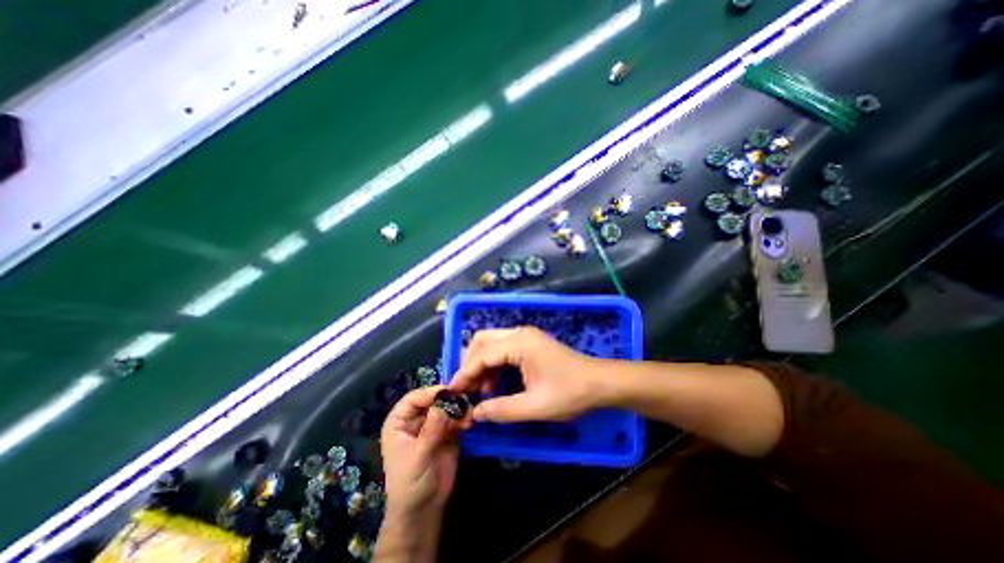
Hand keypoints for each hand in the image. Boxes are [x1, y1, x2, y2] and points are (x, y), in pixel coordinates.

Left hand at [380, 385, 469, 515]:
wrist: (425, 509)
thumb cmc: (410, 483)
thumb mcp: (418, 456)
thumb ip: (431, 429)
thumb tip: (443, 403)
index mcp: (400, 421)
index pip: (413, 398)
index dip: (429, 393)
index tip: (447, 391)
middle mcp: (417, 418)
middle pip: (433, 399)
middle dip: (448, 398)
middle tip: (463, 399)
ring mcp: (434, 423)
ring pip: (447, 406)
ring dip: (458, 407)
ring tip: (468, 413)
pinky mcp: (448, 431)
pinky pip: (457, 417)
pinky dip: (464, 417)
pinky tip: (469, 422)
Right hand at [448, 327, 606, 422]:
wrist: (600, 383)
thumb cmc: (570, 393)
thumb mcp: (535, 406)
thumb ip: (502, 410)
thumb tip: (474, 413)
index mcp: (520, 343)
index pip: (482, 354)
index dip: (464, 373)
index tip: (452, 392)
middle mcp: (519, 333)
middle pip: (482, 340)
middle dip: (469, 363)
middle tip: (465, 388)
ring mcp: (525, 336)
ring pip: (491, 343)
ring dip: (481, 364)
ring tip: (481, 390)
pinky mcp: (530, 342)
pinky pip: (503, 348)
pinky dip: (493, 363)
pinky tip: (496, 384)